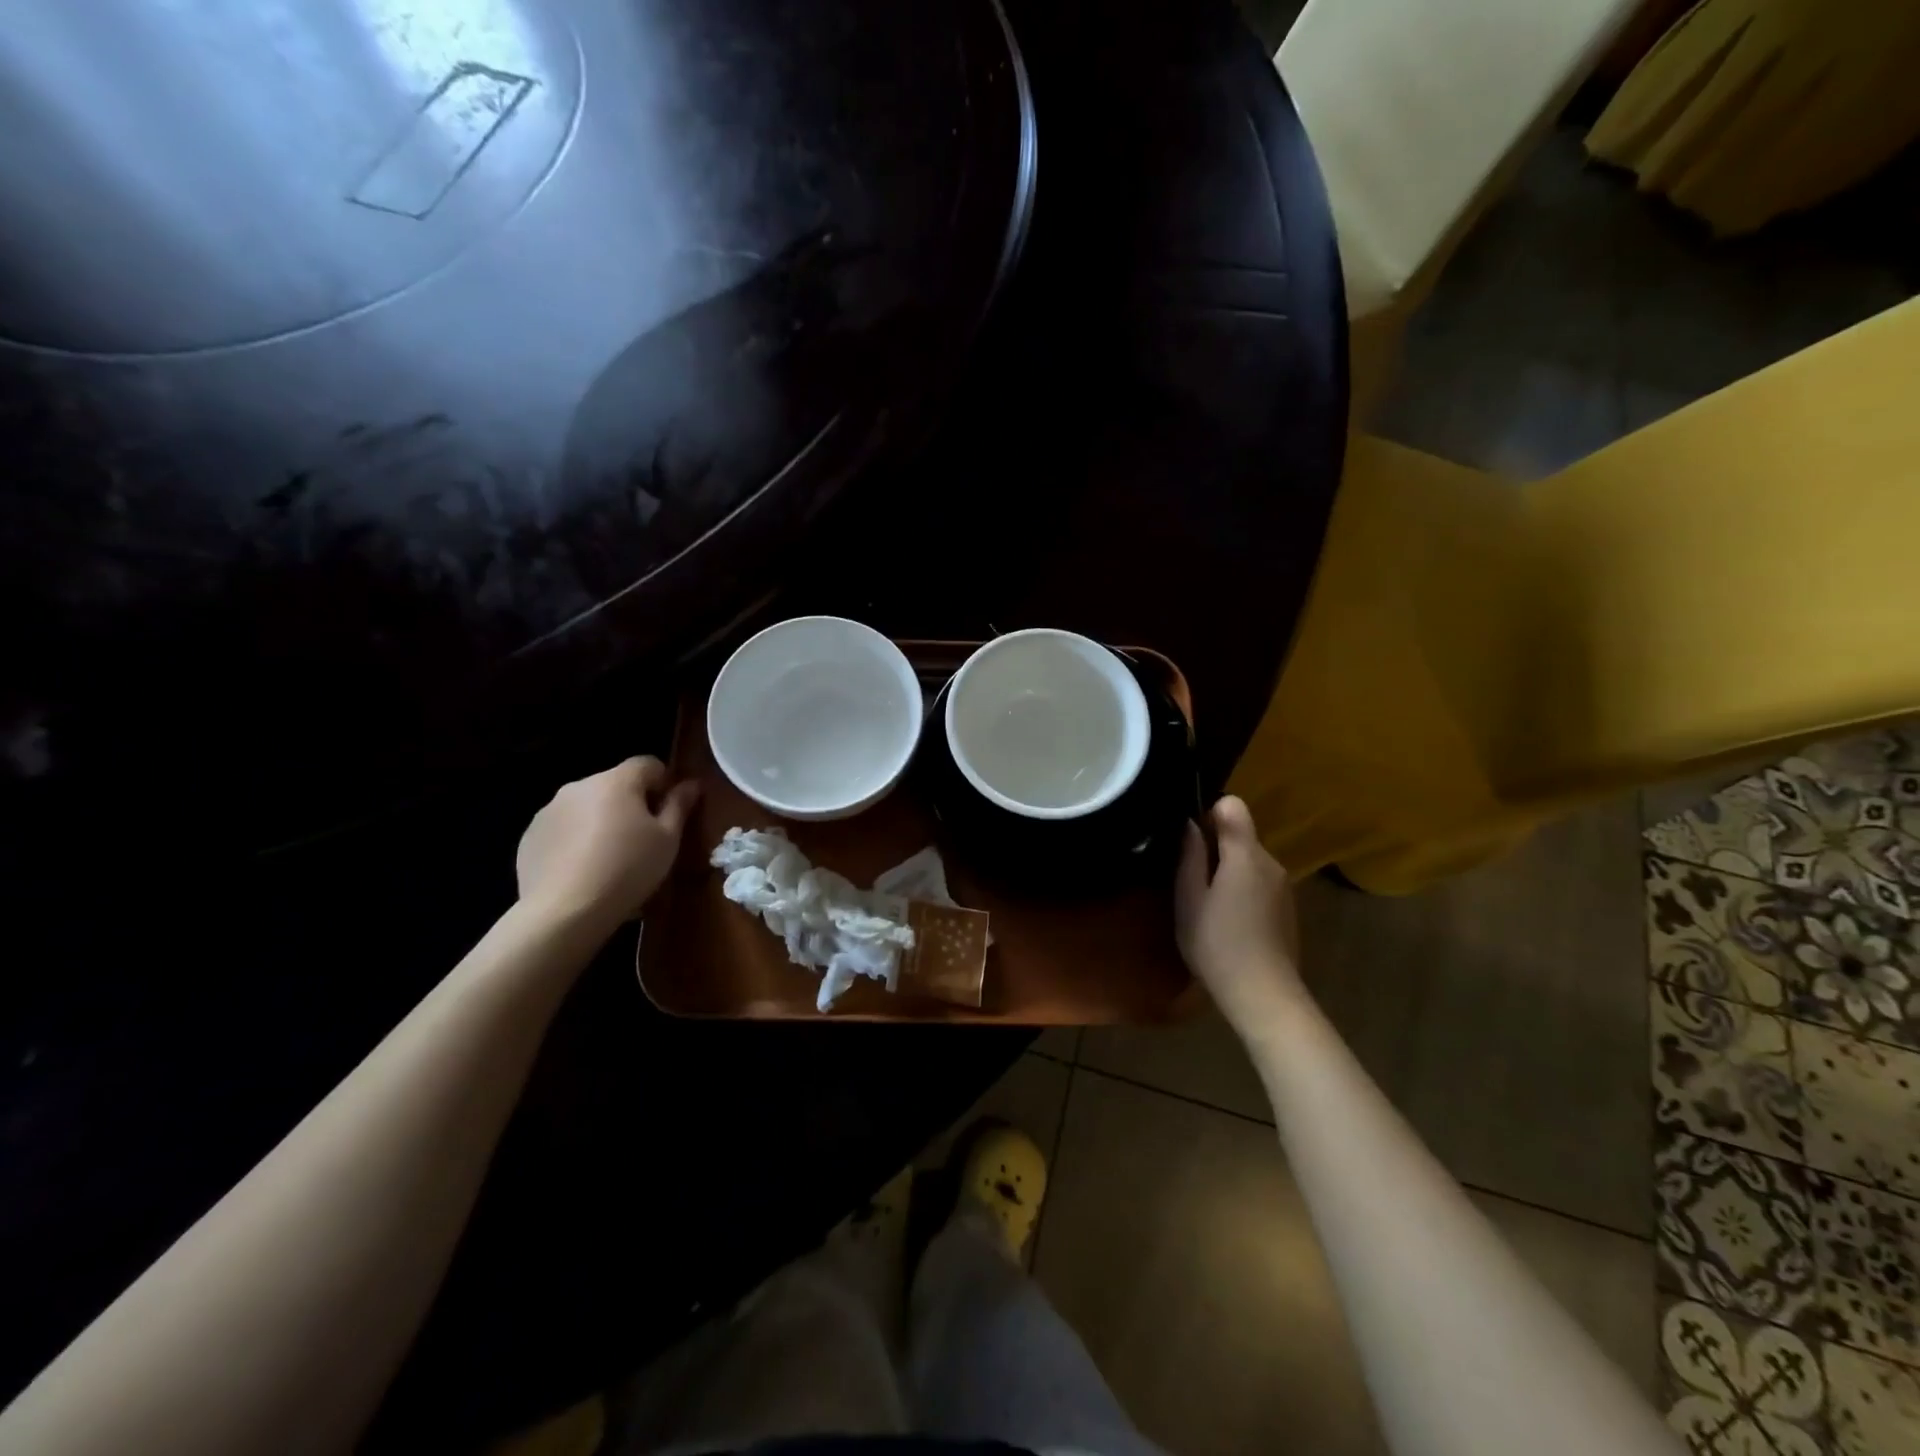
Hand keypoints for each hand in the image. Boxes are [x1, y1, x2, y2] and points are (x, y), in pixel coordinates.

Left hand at [515, 757, 699, 929]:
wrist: (563, 912)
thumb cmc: (627, 870)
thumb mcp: (667, 840)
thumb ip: (679, 806)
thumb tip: (691, 784)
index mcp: (616, 781)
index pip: (648, 764)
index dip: (664, 783)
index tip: (669, 812)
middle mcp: (580, 786)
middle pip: (615, 784)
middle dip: (631, 803)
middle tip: (643, 839)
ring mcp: (549, 810)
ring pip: (587, 806)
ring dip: (601, 821)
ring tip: (609, 859)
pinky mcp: (530, 837)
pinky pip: (563, 828)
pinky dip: (575, 840)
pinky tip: (583, 871)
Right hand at [1175, 795, 1303, 1030]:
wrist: (1263, 995)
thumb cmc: (1217, 944)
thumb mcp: (1189, 899)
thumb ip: (1189, 856)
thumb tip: (1189, 823)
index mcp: (1246, 854)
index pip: (1233, 806)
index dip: (1209, 815)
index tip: (1192, 843)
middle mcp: (1271, 862)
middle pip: (1241, 834)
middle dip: (1215, 847)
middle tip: (1191, 881)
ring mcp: (1283, 886)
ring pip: (1250, 859)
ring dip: (1228, 871)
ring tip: (1208, 904)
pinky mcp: (1287, 907)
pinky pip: (1260, 881)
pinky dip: (1242, 889)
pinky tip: (1230, 920)